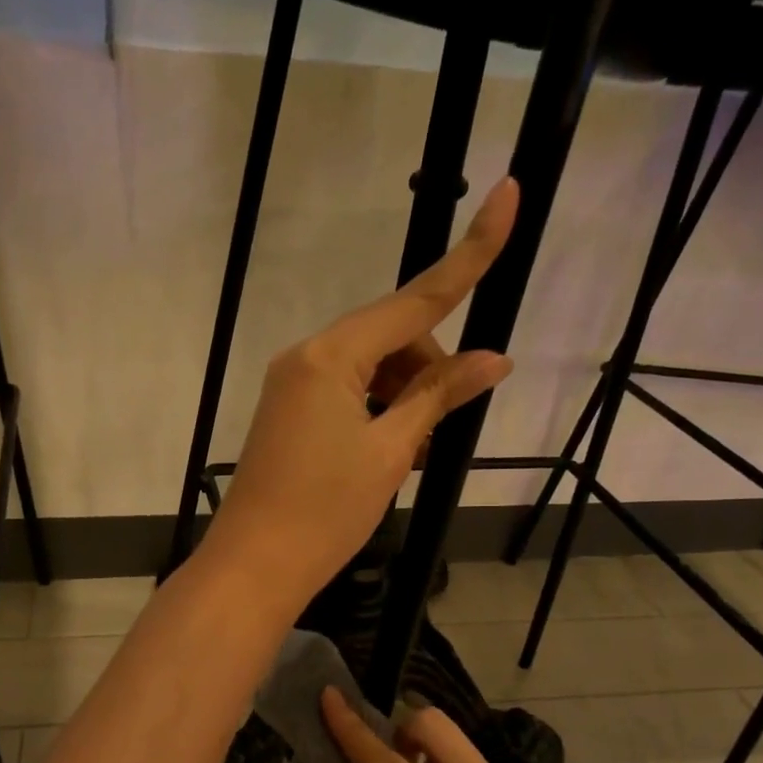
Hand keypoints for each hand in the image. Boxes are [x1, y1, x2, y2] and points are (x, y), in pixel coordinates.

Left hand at [199, 179, 518, 610]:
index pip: (414, 299)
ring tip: (412, 458)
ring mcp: (292, 387)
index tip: (508, 195)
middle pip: (391, 338)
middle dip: (428, 373)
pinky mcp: (288, 415)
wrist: (254, 567)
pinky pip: (346, 395)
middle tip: (438, 435)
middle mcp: (305, 358)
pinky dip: (377, 414)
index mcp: (330, 356)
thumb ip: (438, 397)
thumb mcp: (391, 452)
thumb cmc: (325, 512)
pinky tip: (388, 457)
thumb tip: (494, 359)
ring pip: (370, 370)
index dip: (468, 256)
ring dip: (404, 400)